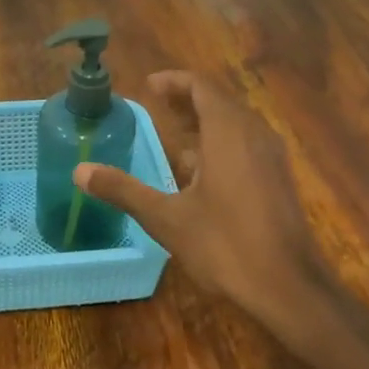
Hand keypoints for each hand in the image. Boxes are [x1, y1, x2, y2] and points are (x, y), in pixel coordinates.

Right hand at [76, 71, 352, 356]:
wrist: (289, 287)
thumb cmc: (225, 245)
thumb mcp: (165, 218)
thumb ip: (123, 190)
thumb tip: (80, 171)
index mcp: (227, 131)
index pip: (200, 86)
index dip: (173, 81)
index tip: (148, 85)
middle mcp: (254, 134)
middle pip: (219, 102)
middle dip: (187, 101)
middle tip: (157, 106)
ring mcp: (271, 157)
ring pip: (235, 125)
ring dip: (204, 124)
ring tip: (174, 137)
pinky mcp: (278, 180)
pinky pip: (246, 146)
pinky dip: (221, 145)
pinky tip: (201, 175)